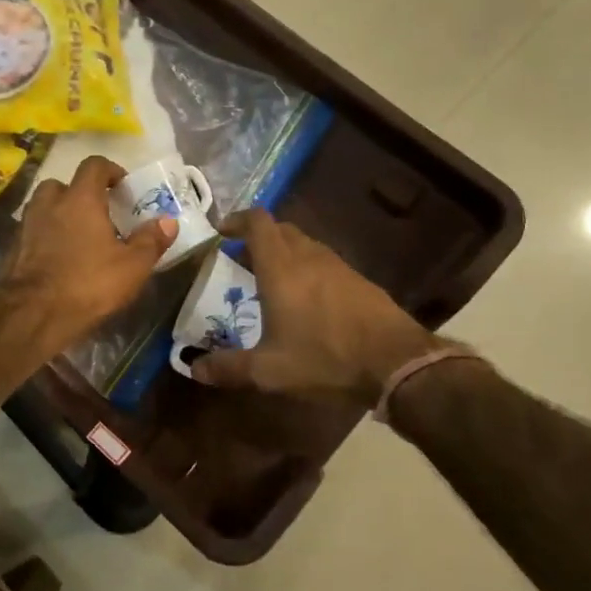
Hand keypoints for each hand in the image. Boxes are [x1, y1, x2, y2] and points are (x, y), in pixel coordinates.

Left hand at [0, 156, 175, 352]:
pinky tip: (59, 259)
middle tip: (98, 214)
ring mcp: (26, 225)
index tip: (122, 186)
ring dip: (60, 214)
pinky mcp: (13, 249)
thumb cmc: (88, 284)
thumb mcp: (132, 267)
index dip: (110, 170)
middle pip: (62, 184)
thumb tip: (168, 221)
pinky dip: (45, 237)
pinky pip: (33, 232)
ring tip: (78, 237)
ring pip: (44, 207)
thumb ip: (150, 240)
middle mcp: (49, 204)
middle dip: (80, 193)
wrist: (32, 314)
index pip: (93, 165)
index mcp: (80, 199)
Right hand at [192, 209, 452, 405]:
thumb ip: (228, 368)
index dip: (237, 220)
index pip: (257, 222)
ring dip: (284, 253)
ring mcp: (338, 266)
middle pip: (281, 229)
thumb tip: (194, 370)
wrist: (396, 362)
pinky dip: (307, 269)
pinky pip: (324, 263)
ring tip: (271, 281)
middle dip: (258, 238)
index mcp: (281, 267)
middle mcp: (308, 257)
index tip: (222, 232)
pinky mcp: (359, 280)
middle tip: (241, 260)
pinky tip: (307, 301)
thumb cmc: (325, 358)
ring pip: (304, 245)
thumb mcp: (269, 371)